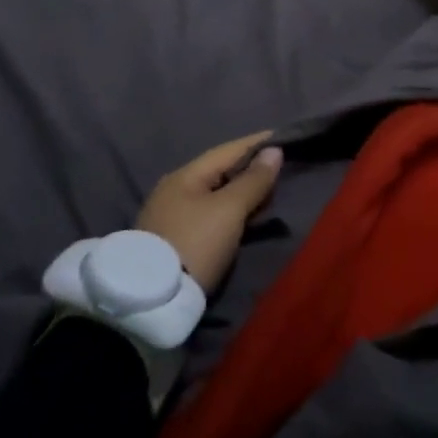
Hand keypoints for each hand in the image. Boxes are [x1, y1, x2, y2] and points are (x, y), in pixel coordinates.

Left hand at [136, 132, 282, 292]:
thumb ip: (253, 180)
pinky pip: (209, 214)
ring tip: (268, 194)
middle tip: (280, 170)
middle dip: (250, 168)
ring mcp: (170, 216)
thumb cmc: (195, 243)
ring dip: (241, 192)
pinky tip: (244, 217)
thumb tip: (274, 150)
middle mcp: (174, 190)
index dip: (257, 143)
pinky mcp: (172, 241)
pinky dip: (230, 211)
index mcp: (185, 176)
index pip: (228, 150)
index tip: (285, 138)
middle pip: (220, 171)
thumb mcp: (229, 210)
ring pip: (214, 194)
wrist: (152, 300)